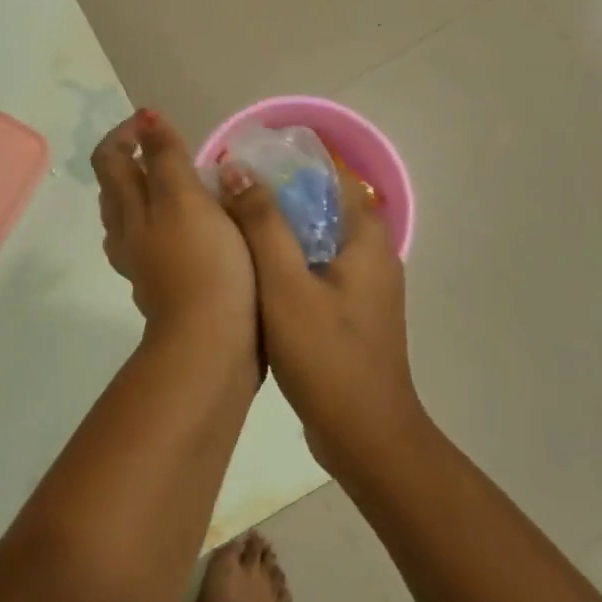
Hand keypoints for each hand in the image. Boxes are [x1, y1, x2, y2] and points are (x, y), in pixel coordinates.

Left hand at [95, 110, 256, 342]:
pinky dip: (169, 224)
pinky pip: (156, 243)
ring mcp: (142, 264)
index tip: (158, 122)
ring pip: (134, 218)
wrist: (211, 343)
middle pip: (117, 188)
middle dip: (137, 161)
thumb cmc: (203, 264)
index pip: (109, 158)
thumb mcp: (185, 200)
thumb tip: (145, 118)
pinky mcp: (164, 286)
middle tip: (176, 151)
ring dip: (152, 195)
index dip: (127, 133)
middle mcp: (126, 234)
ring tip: (189, 186)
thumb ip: (166, 158)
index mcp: (129, 209)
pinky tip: (200, 229)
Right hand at [218, 165, 421, 472]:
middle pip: (323, 208)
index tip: (247, 166)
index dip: (291, 166)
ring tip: (232, 229)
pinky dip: (288, 264)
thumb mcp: (285, 283)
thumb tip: (240, 169)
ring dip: (280, 232)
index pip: (333, 178)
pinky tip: (252, 275)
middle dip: (278, 198)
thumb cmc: (325, 354)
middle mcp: (372, 256)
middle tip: (229, 197)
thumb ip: (264, 224)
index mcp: (366, 240)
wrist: (363, 435)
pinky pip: (316, 272)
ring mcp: (363, 289)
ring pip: (317, 242)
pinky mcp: (350, 315)